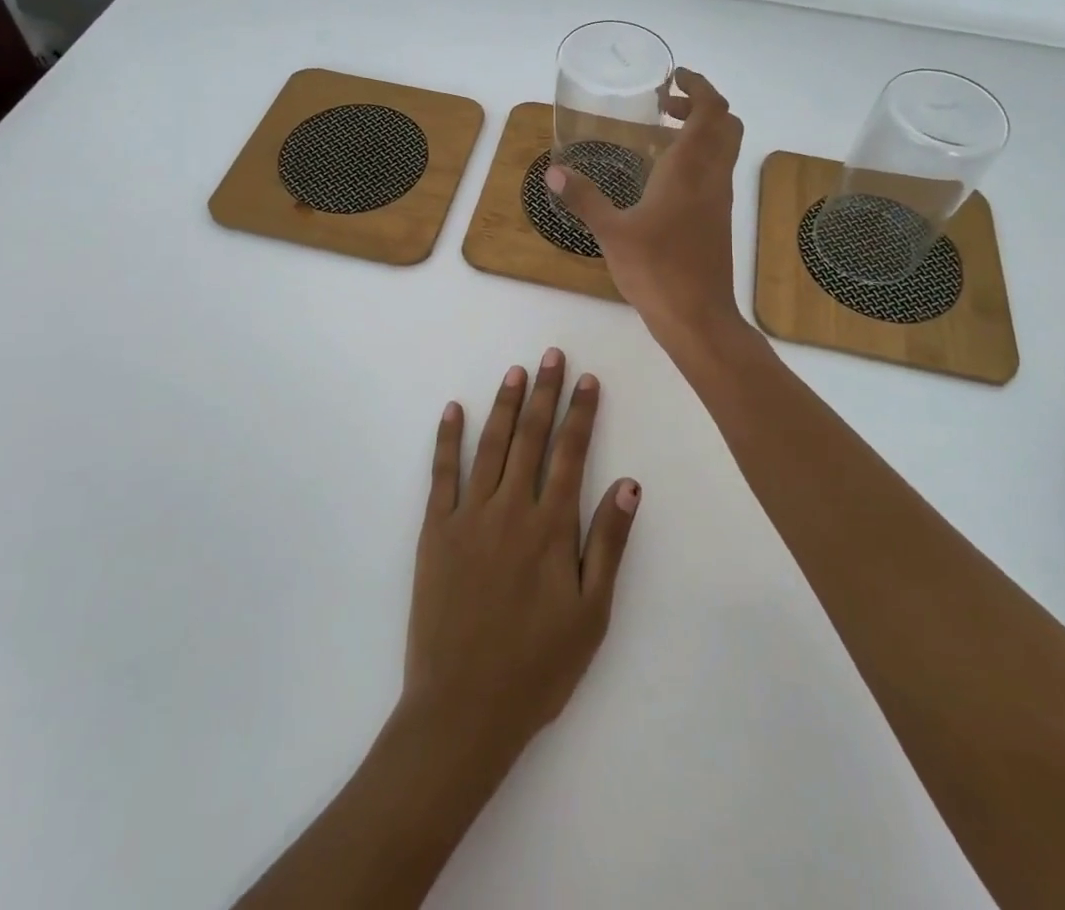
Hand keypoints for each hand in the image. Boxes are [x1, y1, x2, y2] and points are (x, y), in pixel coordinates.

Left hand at [401, 350, 639, 771]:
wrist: (463, 708)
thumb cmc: (537, 666)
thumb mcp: (591, 614)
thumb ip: (608, 544)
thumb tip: (629, 484)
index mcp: (551, 527)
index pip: (570, 454)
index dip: (581, 413)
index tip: (587, 380)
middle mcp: (511, 509)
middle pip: (530, 437)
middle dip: (544, 393)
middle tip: (551, 356)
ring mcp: (469, 515)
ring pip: (490, 446)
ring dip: (504, 405)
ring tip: (516, 372)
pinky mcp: (435, 530)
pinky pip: (442, 473)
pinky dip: (448, 438)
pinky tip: (454, 410)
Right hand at [546, 68, 746, 349]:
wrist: (698, 317)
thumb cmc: (657, 270)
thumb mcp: (612, 233)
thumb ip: (584, 199)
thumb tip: (554, 172)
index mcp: (690, 170)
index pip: (711, 111)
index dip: (698, 86)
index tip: (675, 77)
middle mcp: (712, 177)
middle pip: (726, 123)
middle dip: (701, 104)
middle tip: (666, 105)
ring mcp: (719, 199)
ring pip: (724, 148)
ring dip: (701, 130)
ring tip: (661, 134)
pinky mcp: (718, 219)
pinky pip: (716, 171)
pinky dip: (699, 157)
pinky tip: (665, 177)